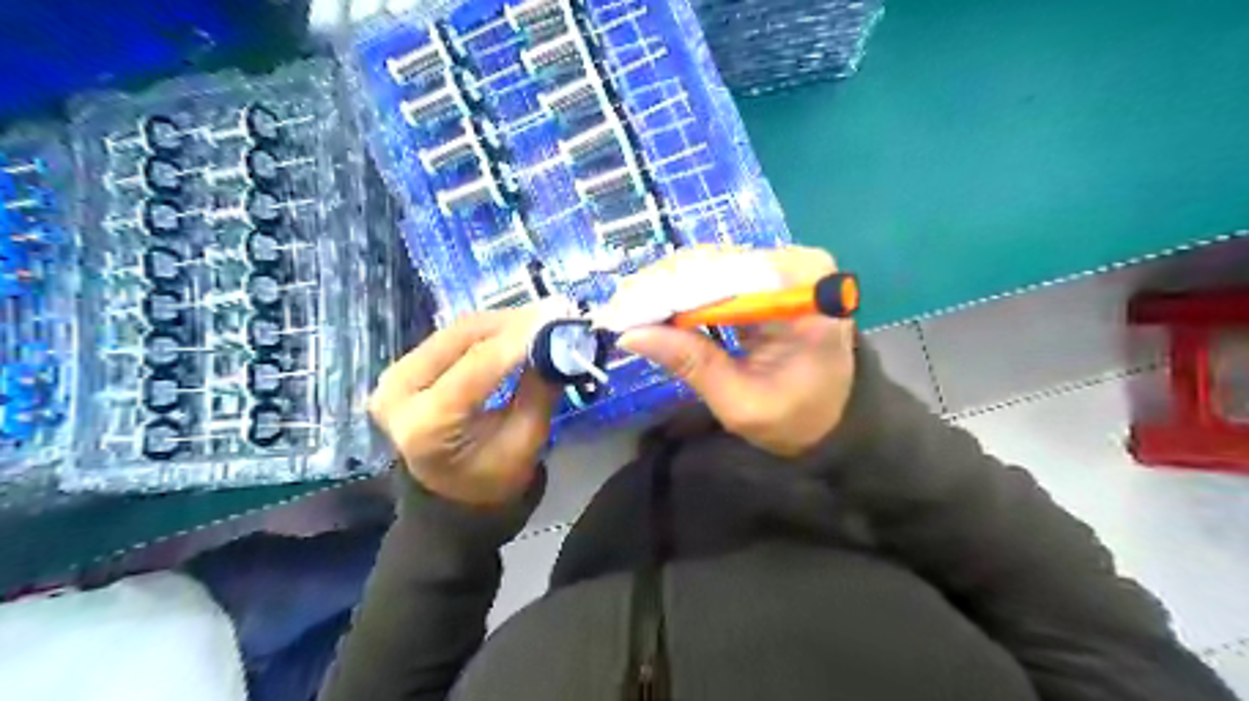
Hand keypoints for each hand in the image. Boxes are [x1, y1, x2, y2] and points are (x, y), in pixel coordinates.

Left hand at [366, 307, 558, 508]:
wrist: (452, 495)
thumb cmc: (493, 478)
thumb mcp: (526, 441)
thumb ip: (540, 390)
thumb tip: (560, 344)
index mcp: (427, 425)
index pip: (477, 365)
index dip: (520, 338)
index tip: (559, 318)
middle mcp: (399, 393)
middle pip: (462, 338)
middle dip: (513, 323)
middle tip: (555, 312)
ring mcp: (394, 377)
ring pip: (457, 331)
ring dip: (503, 321)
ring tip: (542, 317)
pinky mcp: (402, 368)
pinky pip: (452, 337)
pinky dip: (489, 330)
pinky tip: (518, 327)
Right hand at [616, 244, 853, 453]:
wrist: (830, 419)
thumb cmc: (796, 419)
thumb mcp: (740, 402)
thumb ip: (692, 364)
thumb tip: (631, 335)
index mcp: (808, 293)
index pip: (729, 277)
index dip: (672, 291)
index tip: (625, 311)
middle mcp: (799, 266)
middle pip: (717, 263)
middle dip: (663, 288)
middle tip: (616, 312)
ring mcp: (785, 266)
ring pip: (710, 265)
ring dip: (667, 288)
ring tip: (627, 311)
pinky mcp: (769, 275)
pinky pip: (717, 275)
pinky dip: (683, 292)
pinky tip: (653, 307)